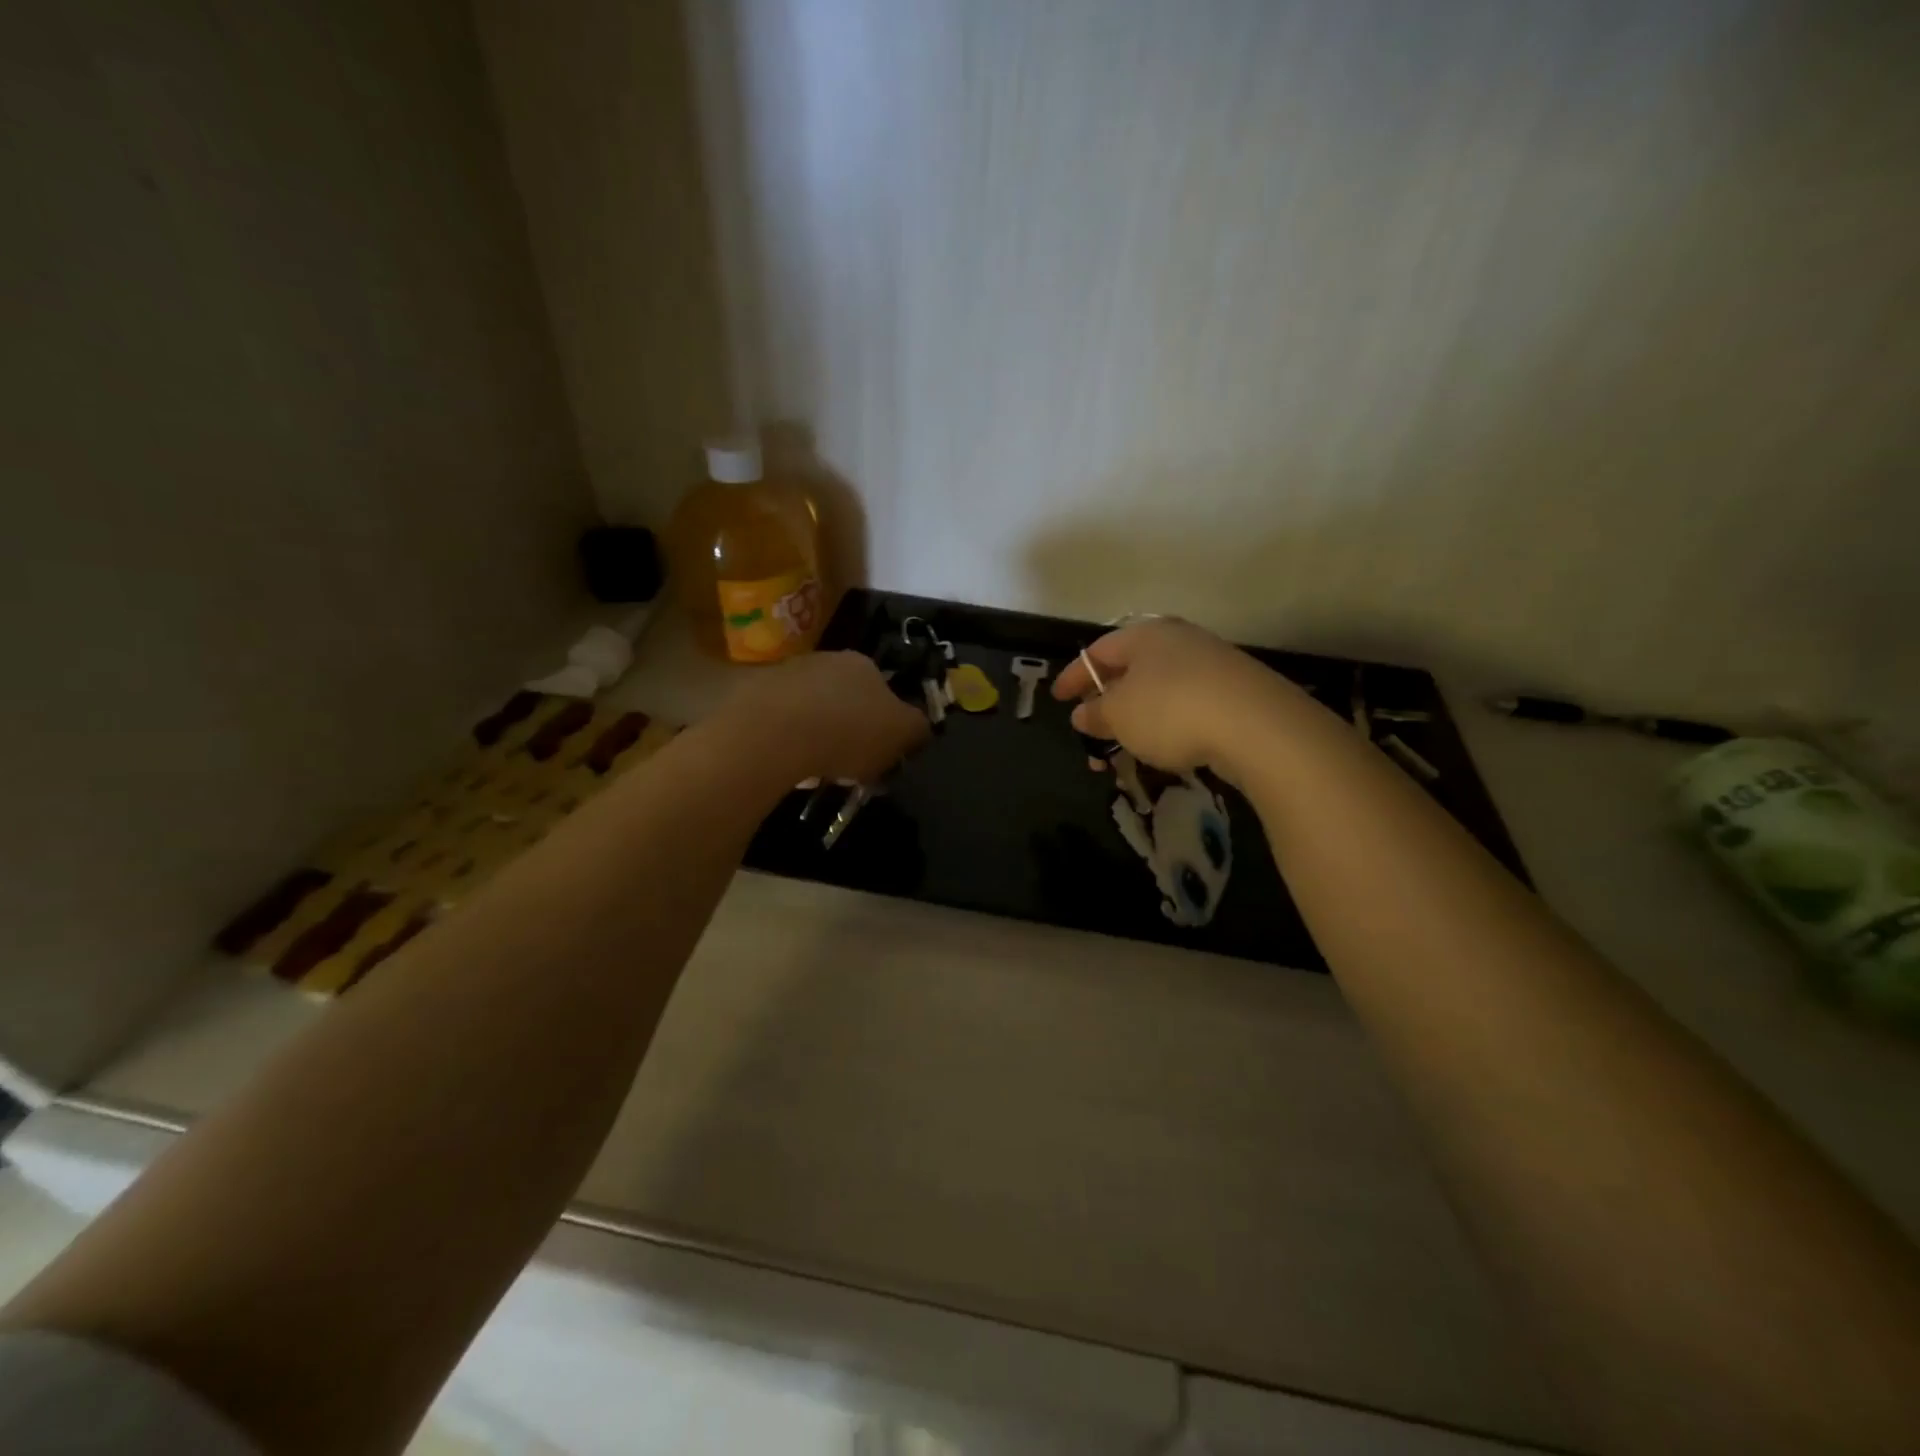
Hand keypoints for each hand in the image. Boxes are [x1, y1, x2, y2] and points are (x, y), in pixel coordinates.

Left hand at [723, 651, 930, 784]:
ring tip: (819, 772)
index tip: (883, 754)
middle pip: (847, 700)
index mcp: (864, 664)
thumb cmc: (849, 730)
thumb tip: (920, 729)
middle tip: (853, 766)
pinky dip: (790, 744)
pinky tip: (790, 766)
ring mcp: (786, 676)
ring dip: (819, 738)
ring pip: (813, 711)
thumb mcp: (902, 733)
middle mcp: (826, 661)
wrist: (772, 733)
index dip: (887, 725)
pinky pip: (782, 725)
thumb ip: (917, 729)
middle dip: (851, 730)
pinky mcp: (753, 697)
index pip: (884, 691)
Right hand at [1051, 618, 1307, 778]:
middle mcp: (1179, 642)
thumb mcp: (1120, 715)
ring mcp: (1211, 666)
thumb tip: (1083, 714)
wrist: (1257, 726)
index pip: (1098, 651)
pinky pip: (1185, 707)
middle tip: (1090, 730)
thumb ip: (1095, 713)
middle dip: (1106, 704)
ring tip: (1122, 753)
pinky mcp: (1235, 694)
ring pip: (1158, 692)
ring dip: (1135, 722)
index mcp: (1146, 636)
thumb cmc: (1171, 710)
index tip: (1057, 699)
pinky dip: (1165, 727)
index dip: (1073, 676)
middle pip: (1131, 670)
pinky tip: (1162, 751)